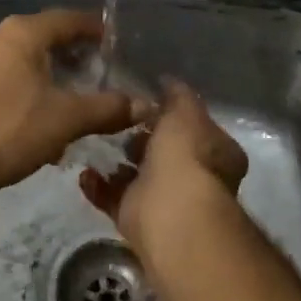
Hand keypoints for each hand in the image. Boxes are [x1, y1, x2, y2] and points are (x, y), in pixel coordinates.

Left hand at [0, 10, 147, 189]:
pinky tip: (25, 117)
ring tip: (59, 99)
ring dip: (39, 75)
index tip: (110, 40)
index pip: (66, 20)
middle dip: (66, 55)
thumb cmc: (12, 130)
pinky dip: (15, 90)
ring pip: (15, 60)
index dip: (92, 29)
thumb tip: (145, 105)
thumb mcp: (68, 119)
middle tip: (89, 72)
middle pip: (38, 38)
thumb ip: (109, 108)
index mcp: (21, 34)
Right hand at [80, 81, 247, 251]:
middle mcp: (195, 178)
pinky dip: (98, 186)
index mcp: (216, 153)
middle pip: (164, 154)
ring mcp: (165, 200)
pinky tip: (85, 172)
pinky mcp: (136, 218)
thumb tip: (168, 82)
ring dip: (116, 163)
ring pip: (136, 177)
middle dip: (140, 140)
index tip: (147, 104)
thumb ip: (177, 96)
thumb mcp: (185, 112)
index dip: (172, 116)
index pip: (195, 129)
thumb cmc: (186, 155)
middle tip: (117, 122)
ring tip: (93, 142)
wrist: (171, 212)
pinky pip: (113, 198)